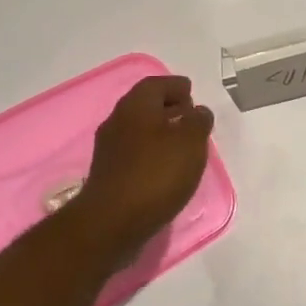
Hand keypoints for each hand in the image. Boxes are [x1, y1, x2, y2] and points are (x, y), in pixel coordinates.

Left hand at [71, 75, 215, 256]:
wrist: (111, 222)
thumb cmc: (156, 174)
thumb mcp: (190, 142)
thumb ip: (198, 121)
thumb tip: (197, 111)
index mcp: (136, 105)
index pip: (156, 84)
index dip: (176, 86)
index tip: (192, 93)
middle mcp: (117, 120)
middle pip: (145, 105)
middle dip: (168, 107)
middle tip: (190, 117)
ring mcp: (109, 148)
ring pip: (138, 129)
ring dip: (160, 132)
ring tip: (183, 145)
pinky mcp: (108, 173)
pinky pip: (134, 152)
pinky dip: (151, 152)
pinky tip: (165, 167)